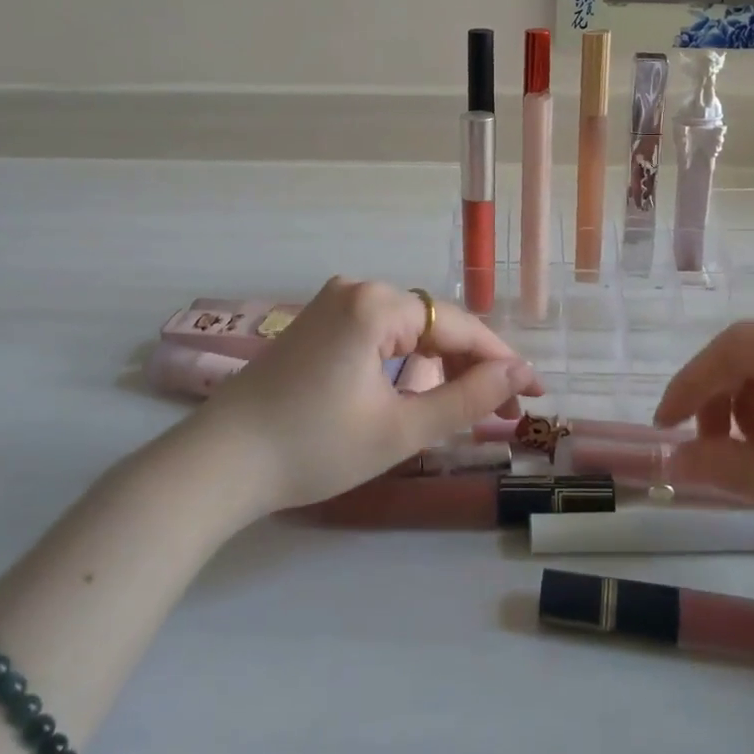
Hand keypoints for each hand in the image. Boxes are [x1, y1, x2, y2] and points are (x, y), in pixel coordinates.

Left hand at [190, 277, 542, 514]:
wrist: (219, 464)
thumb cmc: (313, 448)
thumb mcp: (400, 429)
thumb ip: (466, 398)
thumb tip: (518, 373)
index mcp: (376, 304)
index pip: (457, 327)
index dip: (501, 361)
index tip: (534, 394)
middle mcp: (355, 289)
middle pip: (433, 324)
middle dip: (471, 366)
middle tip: (504, 412)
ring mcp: (331, 304)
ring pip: (406, 331)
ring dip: (439, 366)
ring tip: (466, 409)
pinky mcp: (316, 324)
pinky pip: (378, 335)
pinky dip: (404, 364)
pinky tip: (416, 394)